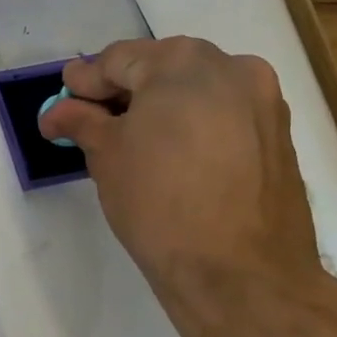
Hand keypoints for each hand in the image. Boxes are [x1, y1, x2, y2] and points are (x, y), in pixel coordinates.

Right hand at [39, 36, 336, 336]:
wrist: (242, 276)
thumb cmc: (160, 203)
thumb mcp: (106, 156)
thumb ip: (80, 121)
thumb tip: (57, 111)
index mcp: (183, 62)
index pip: (118, 60)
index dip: (85, 83)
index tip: (64, 102)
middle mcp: (232, 67)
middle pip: (161, 69)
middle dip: (125, 93)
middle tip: (93, 122)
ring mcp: (264, 102)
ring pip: (196, 91)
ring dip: (161, 108)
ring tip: (133, 143)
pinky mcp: (280, 137)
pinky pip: (224, 116)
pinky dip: (194, 126)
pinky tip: (173, 158)